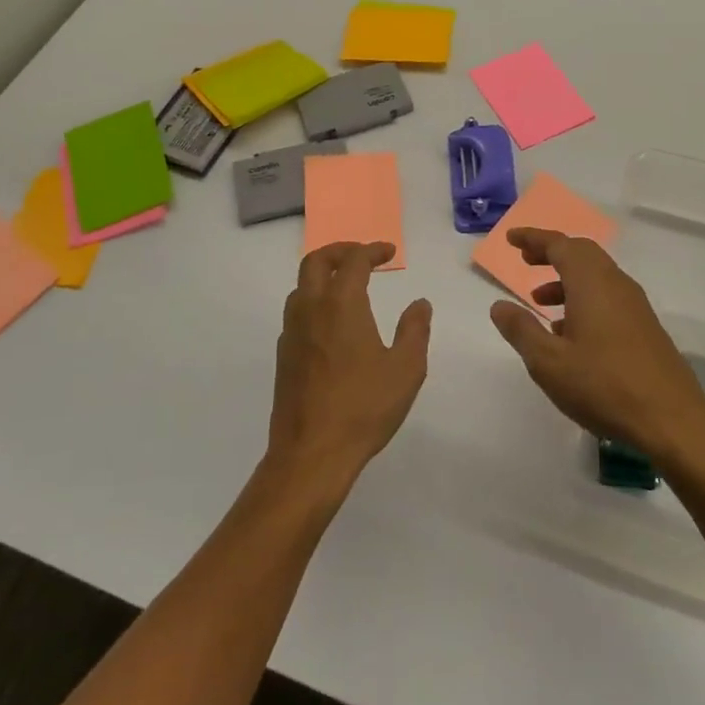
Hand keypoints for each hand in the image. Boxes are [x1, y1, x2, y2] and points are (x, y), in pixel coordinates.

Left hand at [268, 242, 431, 492]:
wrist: (311, 453)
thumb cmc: (363, 407)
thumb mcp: (405, 369)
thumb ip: (415, 330)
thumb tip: (420, 303)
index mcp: (340, 304)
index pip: (353, 260)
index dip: (372, 250)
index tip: (389, 252)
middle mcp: (310, 309)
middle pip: (315, 261)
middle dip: (340, 251)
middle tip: (362, 256)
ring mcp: (291, 332)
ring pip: (301, 286)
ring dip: (323, 275)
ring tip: (347, 286)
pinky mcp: (283, 355)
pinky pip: (297, 312)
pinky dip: (314, 301)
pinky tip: (332, 324)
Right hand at [489, 228, 704, 460]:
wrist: (673, 421)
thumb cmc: (604, 386)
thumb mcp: (549, 362)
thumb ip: (521, 330)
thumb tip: (500, 305)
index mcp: (591, 282)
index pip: (559, 244)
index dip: (533, 238)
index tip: (511, 239)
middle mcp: (615, 284)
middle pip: (581, 253)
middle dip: (551, 253)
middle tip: (526, 262)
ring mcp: (635, 305)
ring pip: (596, 276)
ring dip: (566, 280)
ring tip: (540, 304)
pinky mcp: (645, 327)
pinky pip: (608, 296)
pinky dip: (584, 299)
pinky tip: (570, 334)